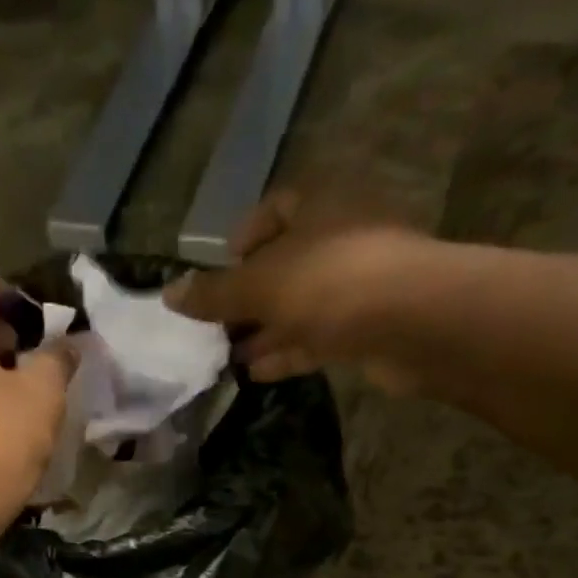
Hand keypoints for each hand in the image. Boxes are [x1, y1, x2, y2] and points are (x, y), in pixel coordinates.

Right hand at [165, 191, 434, 391]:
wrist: (410, 321)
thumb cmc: (329, 282)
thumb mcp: (259, 285)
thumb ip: (214, 294)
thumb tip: (168, 294)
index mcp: (318, 204)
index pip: (275, 207)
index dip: (245, 238)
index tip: (222, 270)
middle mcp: (339, 236)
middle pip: (285, 262)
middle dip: (249, 296)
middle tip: (216, 326)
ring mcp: (357, 283)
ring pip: (299, 305)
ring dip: (264, 330)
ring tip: (228, 356)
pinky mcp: (366, 326)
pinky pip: (317, 336)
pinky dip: (287, 352)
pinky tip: (256, 373)